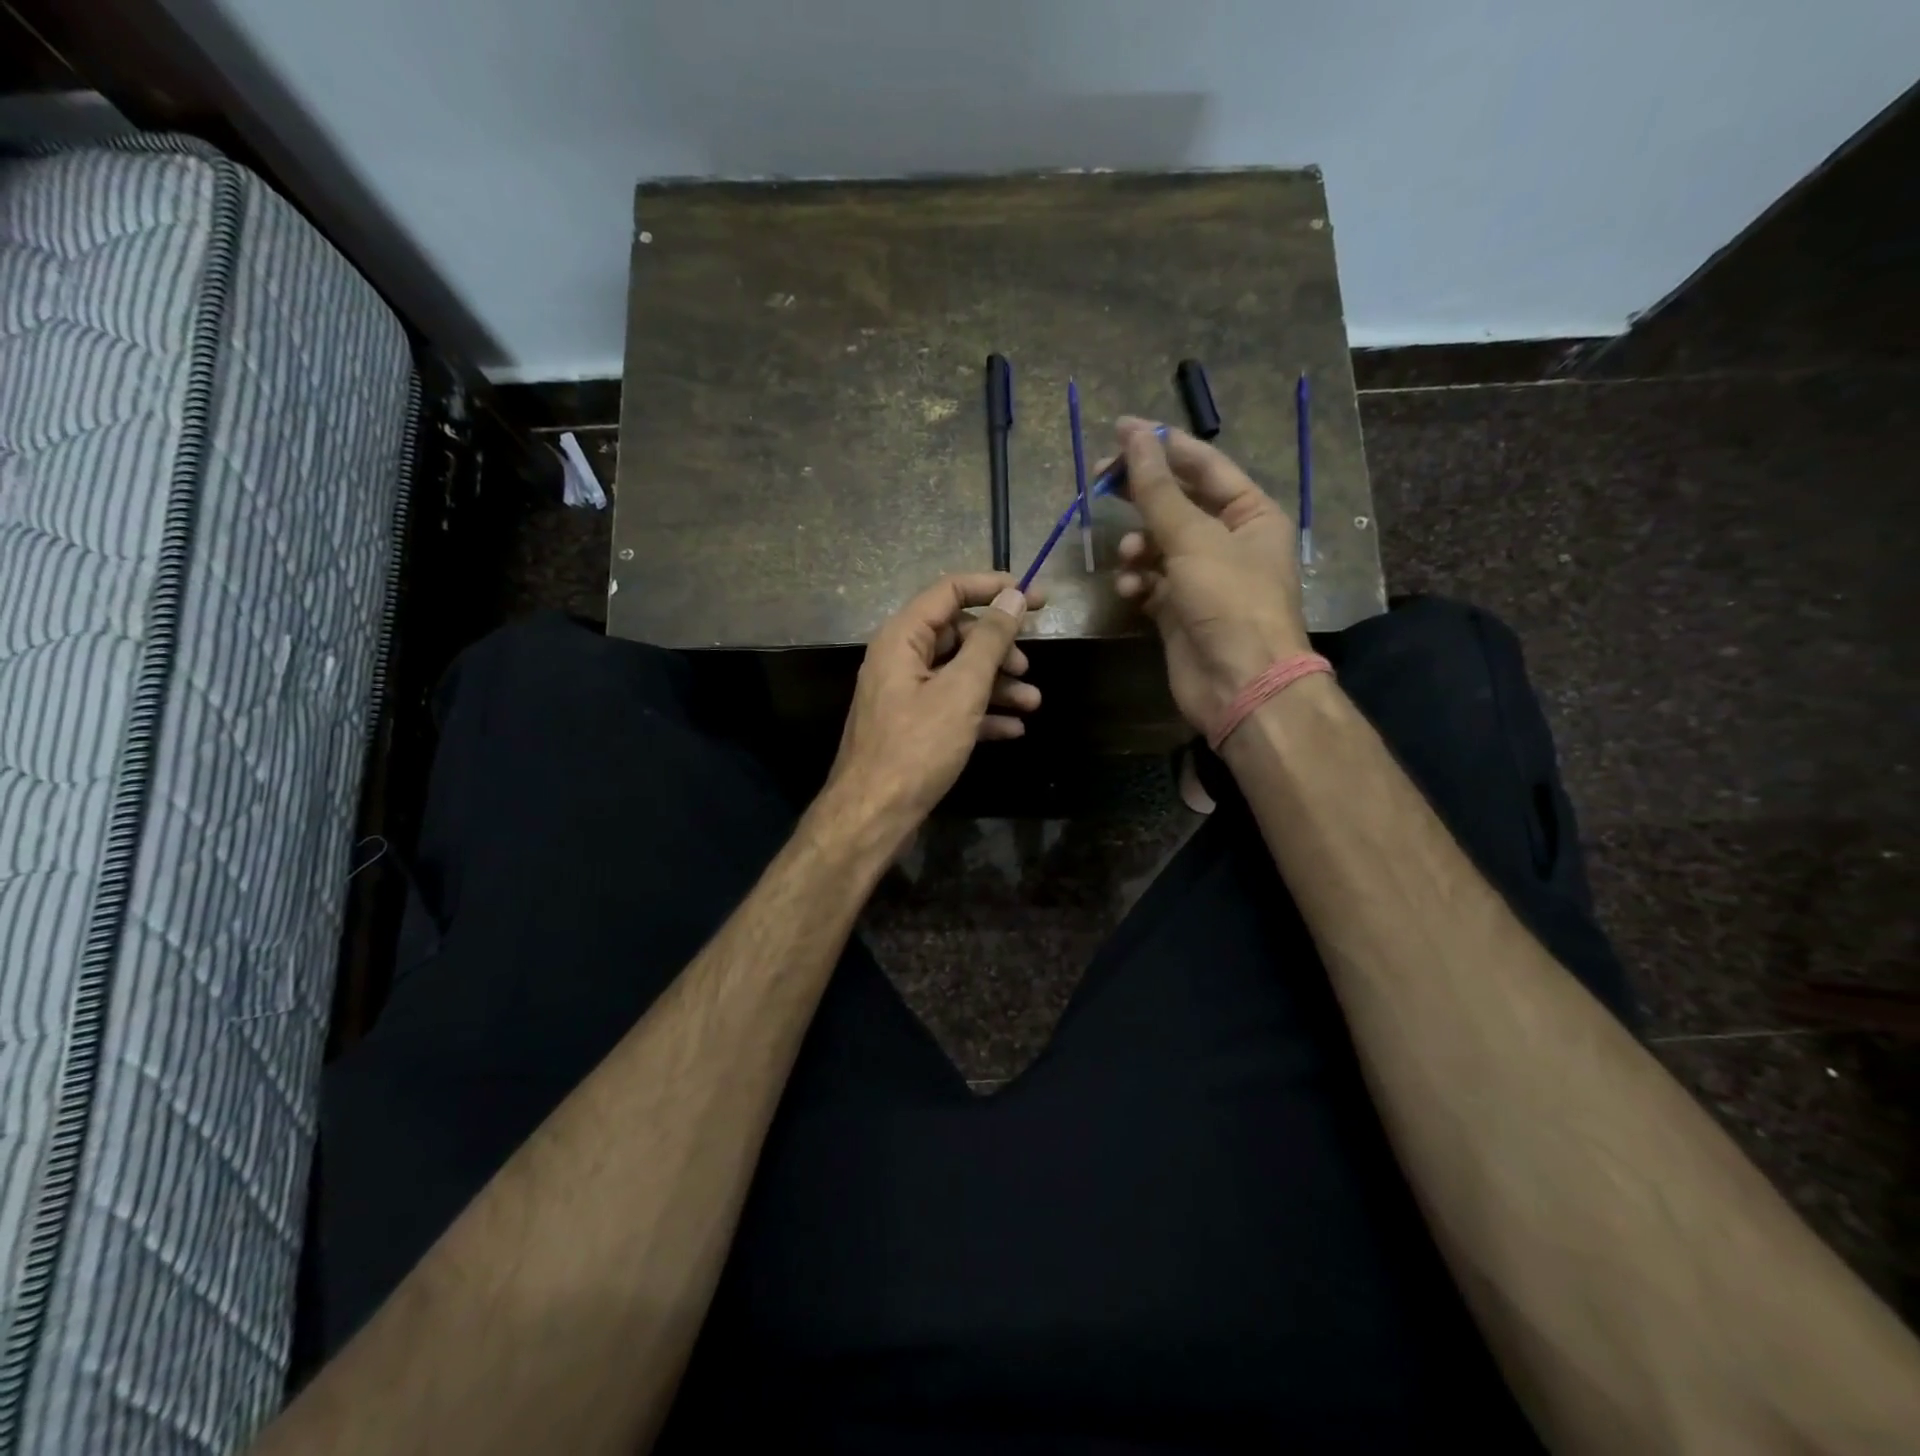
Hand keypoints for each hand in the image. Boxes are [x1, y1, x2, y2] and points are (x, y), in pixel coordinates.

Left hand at [821, 573, 1042, 845]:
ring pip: (958, 673)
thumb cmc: (917, 747)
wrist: (874, 815)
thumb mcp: (961, 690)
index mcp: (902, 638)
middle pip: (957, 634)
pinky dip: (982, 712)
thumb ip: (990, 641)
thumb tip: (1014, 597)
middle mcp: (900, 659)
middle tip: (1027, 665)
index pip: (950, 591)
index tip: (1037, 597)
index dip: (994, 587)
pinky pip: (952, 705)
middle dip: (998, 647)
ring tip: (1032, 702)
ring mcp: (905, 694)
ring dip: (997, 684)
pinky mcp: (912, 726)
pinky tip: (1013, 729)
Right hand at [1111, 417, 1309, 733]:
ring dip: (1138, 545)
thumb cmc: (1228, 601)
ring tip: (1128, 556)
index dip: (1161, 445)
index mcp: (1250, 513)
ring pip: (1158, 544)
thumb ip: (1157, 488)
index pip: (1202, 465)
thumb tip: (1134, 434)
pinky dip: (1138, 581)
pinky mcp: (1179, 610)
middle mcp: (1228, 540)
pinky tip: (1131, 589)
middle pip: (1176, 502)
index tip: (1118, 429)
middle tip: (1097, 480)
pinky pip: (1151, 582)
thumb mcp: (1193, 538)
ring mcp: (1202, 577)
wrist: (1239, 683)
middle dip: (1139, 494)